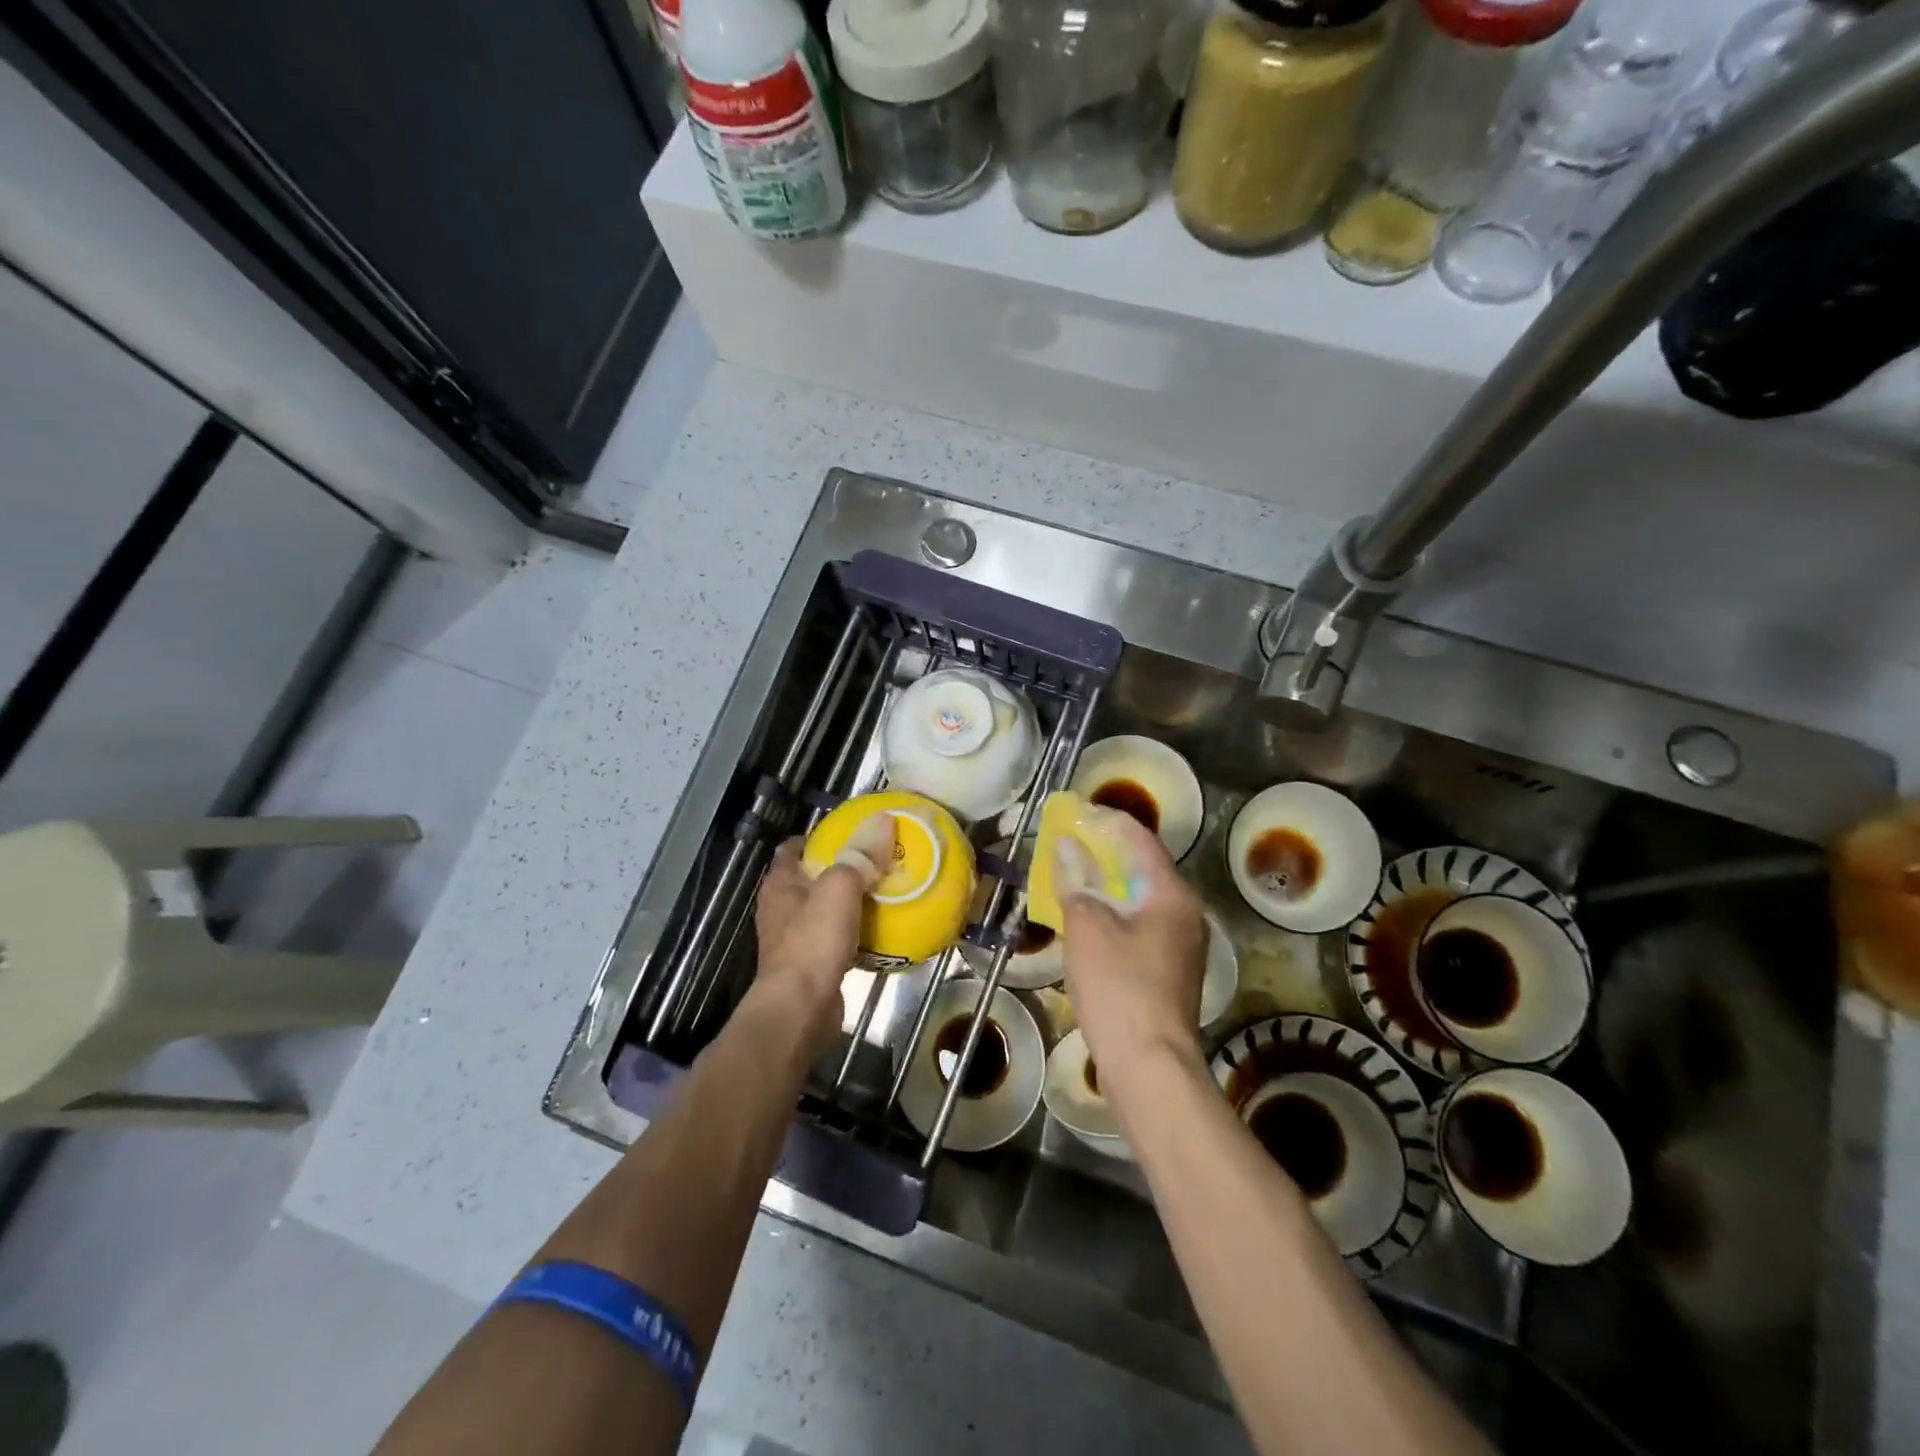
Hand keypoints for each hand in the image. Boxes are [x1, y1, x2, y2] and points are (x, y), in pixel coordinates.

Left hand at [752, 820, 891, 1054]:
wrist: (801, 1009)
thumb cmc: (813, 941)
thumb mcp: (840, 887)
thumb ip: (860, 855)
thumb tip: (884, 819)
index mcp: (780, 884)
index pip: (793, 848)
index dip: (819, 837)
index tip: (851, 832)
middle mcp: (782, 908)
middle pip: (813, 878)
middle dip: (842, 869)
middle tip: (878, 861)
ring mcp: (794, 939)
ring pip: (826, 910)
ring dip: (851, 902)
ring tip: (886, 892)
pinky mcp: (811, 965)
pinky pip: (836, 939)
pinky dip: (856, 932)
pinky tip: (882, 930)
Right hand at [1058, 812, 1206, 1075]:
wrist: (1150, 1065)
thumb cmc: (1119, 987)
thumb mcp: (1087, 927)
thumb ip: (1076, 882)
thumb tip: (1067, 847)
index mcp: (1172, 894)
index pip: (1140, 840)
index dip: (1107, 822)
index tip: (1076, 813)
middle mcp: (1186, 913)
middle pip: (1143, 869)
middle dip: (1104, 854)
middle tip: (1067, 845)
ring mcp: (1182, 945)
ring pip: (1141, 900)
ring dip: (1107, 886)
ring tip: (1071, 879)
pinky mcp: (1171, 971)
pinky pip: (1141, 926)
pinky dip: (1115, 915)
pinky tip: (1088, 922)